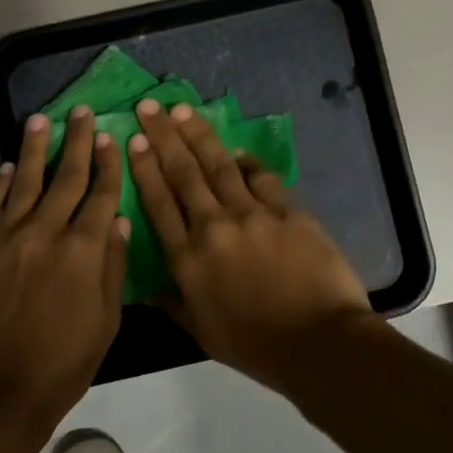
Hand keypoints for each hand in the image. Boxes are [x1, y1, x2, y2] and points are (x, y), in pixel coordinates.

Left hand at [0, 107, 128, 418]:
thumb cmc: (64, 362)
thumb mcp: (106, 320)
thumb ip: (112, 266)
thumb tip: (117, 220)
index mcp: (83, 250)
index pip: (100, 194)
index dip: (108, 164)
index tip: (111, 137)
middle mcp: (45, 233)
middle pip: (65, 178)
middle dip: (78, 142)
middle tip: (82, 112)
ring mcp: (5, 239)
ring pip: (25, 183)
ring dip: (35, 149)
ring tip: (41, 120)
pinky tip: (8, 168)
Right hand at [126, 99, 373, 385]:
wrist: (318, 342)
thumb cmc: (256, 346)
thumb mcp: (203, 332)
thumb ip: (174, 304)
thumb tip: (146, 291)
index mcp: (188, 259)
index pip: (159, 203)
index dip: (144, 168)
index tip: (134, 140)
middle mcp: (214, 227)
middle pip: (184, 173)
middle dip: (164, 136)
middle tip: (149, 107)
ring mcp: (253, 215)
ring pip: (219, 165)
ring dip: (198, 134)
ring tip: (182, 110)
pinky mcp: (288, 211)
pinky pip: (262, 178)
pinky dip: (247, 161)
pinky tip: (236, 150)